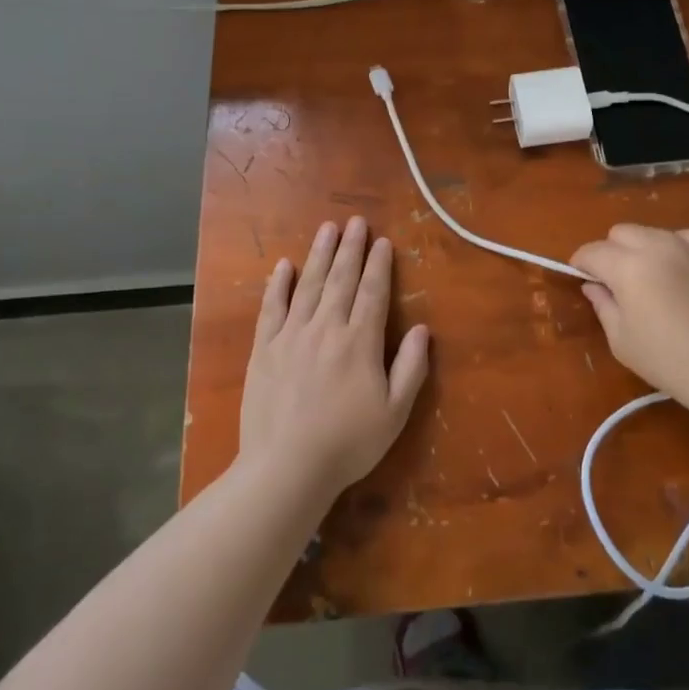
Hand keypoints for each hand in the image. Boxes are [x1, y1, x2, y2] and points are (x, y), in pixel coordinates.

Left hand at [239, 217, 430, 503]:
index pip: (373, 292)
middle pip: (341, 279)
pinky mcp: (264, 348)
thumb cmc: (347, 443)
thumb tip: (424, 330)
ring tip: (327, 228)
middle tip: (355, 221)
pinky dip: (277, 284)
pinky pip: (271, 308)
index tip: (383, 241)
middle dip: (350, 248)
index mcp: (360, 341)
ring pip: (308, 285)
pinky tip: (283, 266)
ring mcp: (291, 335)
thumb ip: (411, 368)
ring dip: (319, 254)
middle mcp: (326, 328)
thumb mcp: (395, 412)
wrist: (286, 468)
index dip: (379, 265)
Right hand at [570, 224, 688, 412]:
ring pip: (649, 231)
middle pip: (619, 232)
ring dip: (639, 248)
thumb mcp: (621, 339)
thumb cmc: (667, 360)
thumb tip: (593, 285)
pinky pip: (683, 236)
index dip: (580, 264)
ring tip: (645, 276)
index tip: (580, 279)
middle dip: (609, 252)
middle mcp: (655, 246)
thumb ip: (602, 304)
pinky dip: (672, 245)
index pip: (592, 252)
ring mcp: (686, 247)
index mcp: (627, 266)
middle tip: (613, 282)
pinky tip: (675, 267)